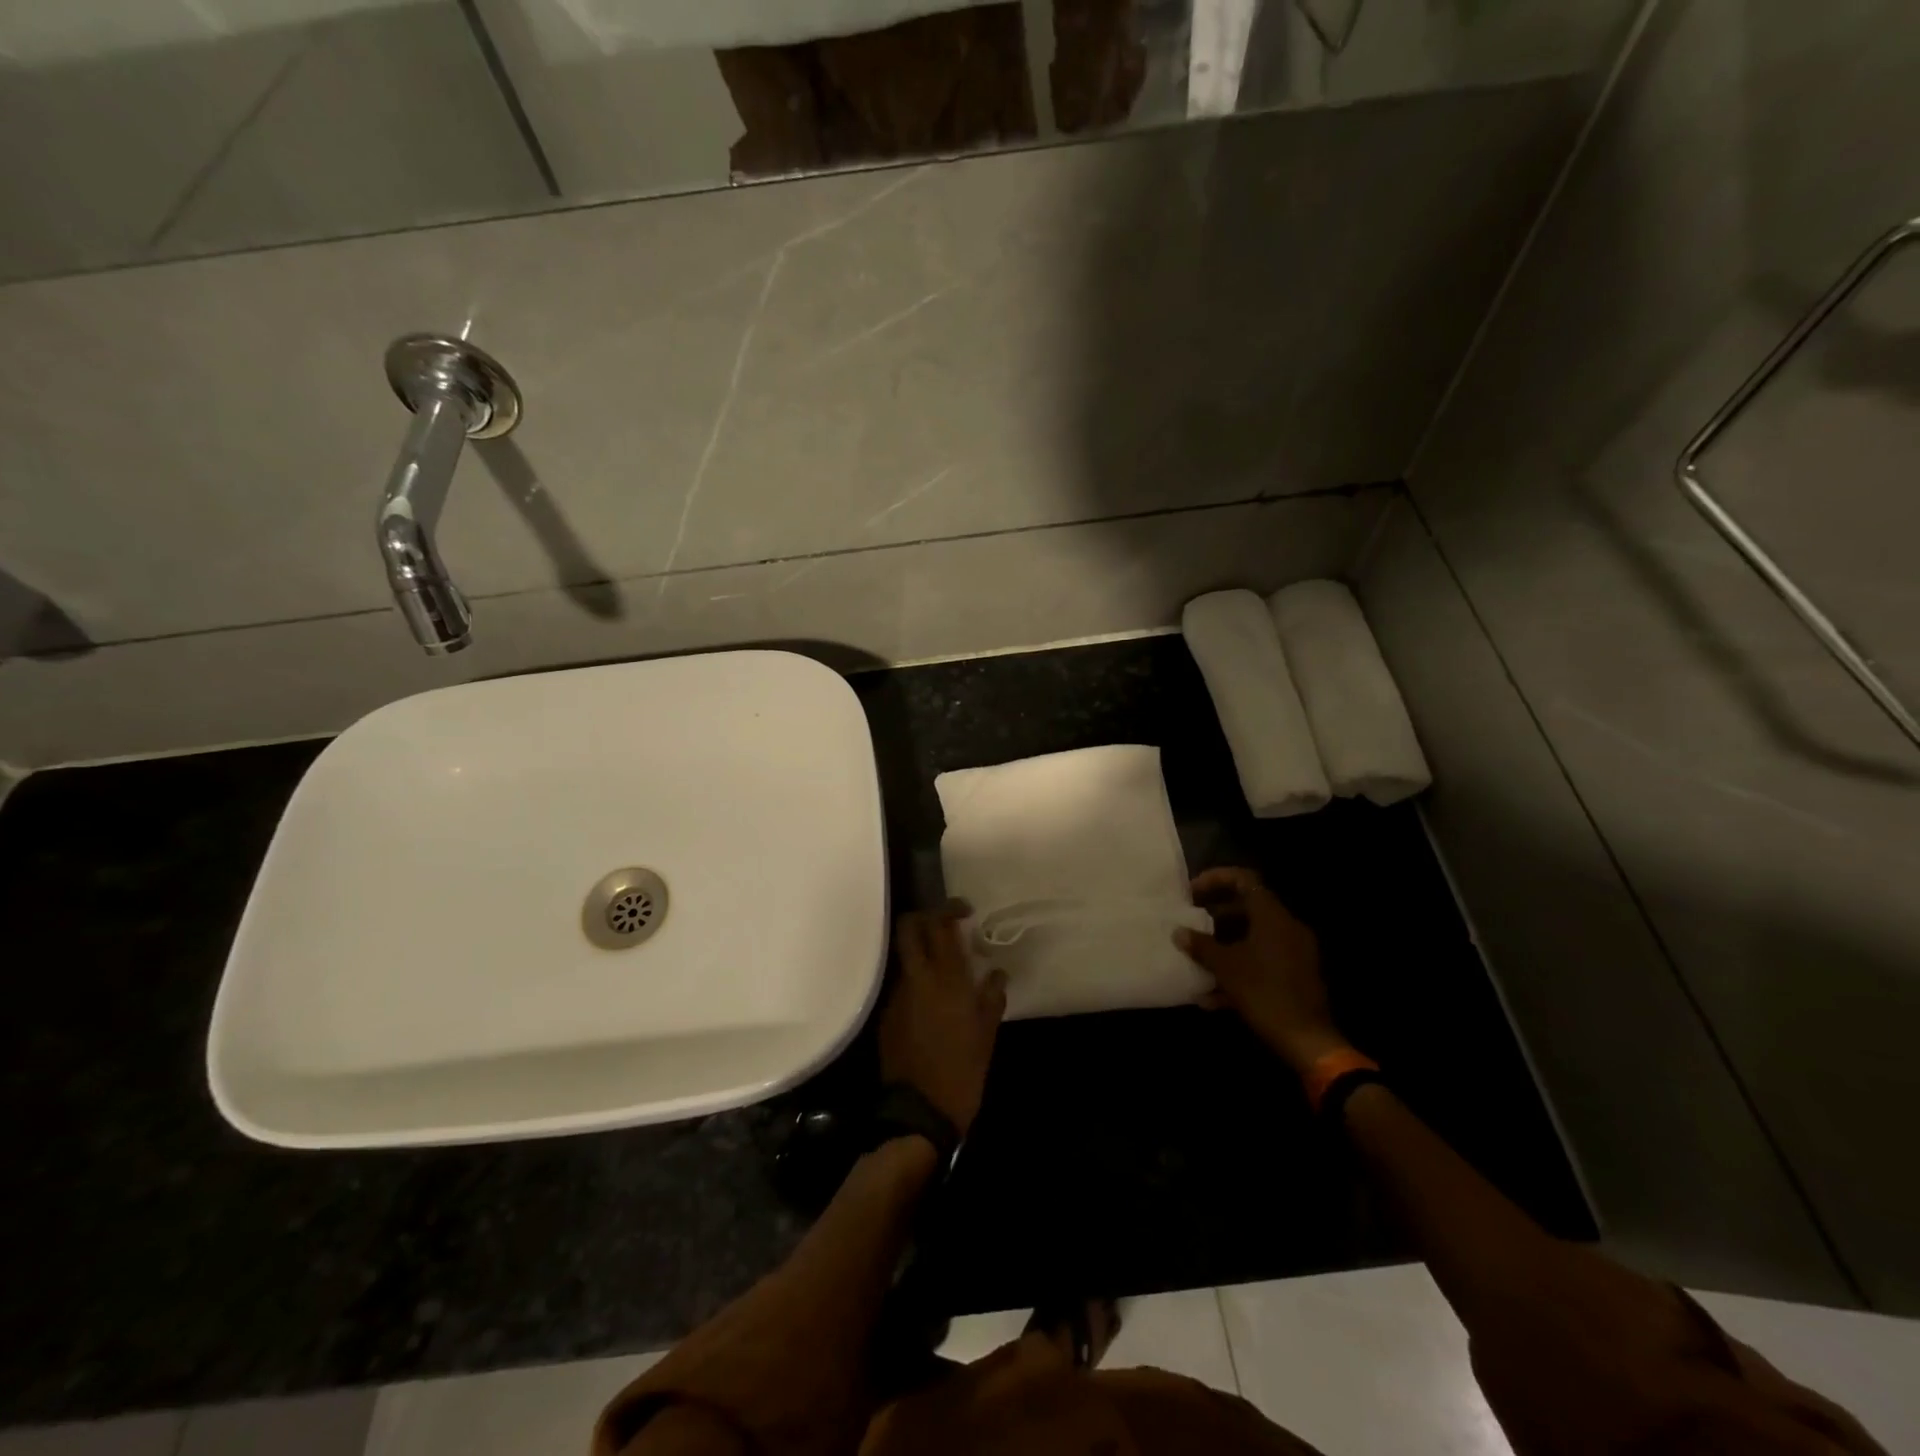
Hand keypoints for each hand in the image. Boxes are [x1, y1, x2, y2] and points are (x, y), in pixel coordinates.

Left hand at [879, 903, 1007, 1137]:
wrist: (919, 1112)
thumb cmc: (962, 1071)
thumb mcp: (987, 1034)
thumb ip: (991, 997)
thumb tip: (996, 973)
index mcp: (946, 979)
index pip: (940, 925)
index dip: (950, 909)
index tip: (964, 911)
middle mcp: (917, 979)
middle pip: (909, 928)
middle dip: (924, 918)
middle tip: (946, 926)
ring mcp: (897, 995)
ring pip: (905, 956)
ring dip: (921, 952)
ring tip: (945, 968)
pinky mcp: (887, 1014)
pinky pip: (902, 984)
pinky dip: (916, 980)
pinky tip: (932, 1001)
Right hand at [1174, 867, 1349, 1075]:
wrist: (1307, 1040)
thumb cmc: (1264, 994)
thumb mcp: (1226, 968)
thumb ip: (1201, 946)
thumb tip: (1179, 932)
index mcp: (1273, 917)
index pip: (1244, 880)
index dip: (1215, 879)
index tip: (1192, 892)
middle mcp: (1287, 927)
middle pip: (1248, 907)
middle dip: (1216, 914)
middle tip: (1191, 922)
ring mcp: (1295, 952)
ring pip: (1254, 936)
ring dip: (1224, 944)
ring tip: (1198, 959)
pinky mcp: (1296, 975)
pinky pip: (1263, 960)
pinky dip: (1239, 967)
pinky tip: (1213, 995)